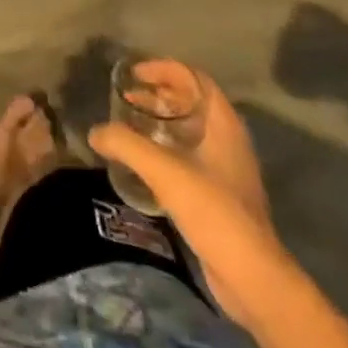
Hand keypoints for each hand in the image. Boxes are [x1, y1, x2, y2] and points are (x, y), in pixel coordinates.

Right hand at [89, 73, 293, 327]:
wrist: (251, 278)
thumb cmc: (213, 211)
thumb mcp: (164, 171)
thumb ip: (126, 145)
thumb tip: (95, 132)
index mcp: (223, 124)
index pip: (193, 77)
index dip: (163, 69)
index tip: (134, 74)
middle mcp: (228, 140)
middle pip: (191, 102)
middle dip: (158, 95)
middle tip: (127, 99)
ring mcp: (227, 169)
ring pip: (190, 131)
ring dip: (160, 123)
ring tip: (130, 128)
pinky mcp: (221, 195)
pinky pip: (190, 157)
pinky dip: (167, 149)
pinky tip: (145, 164)